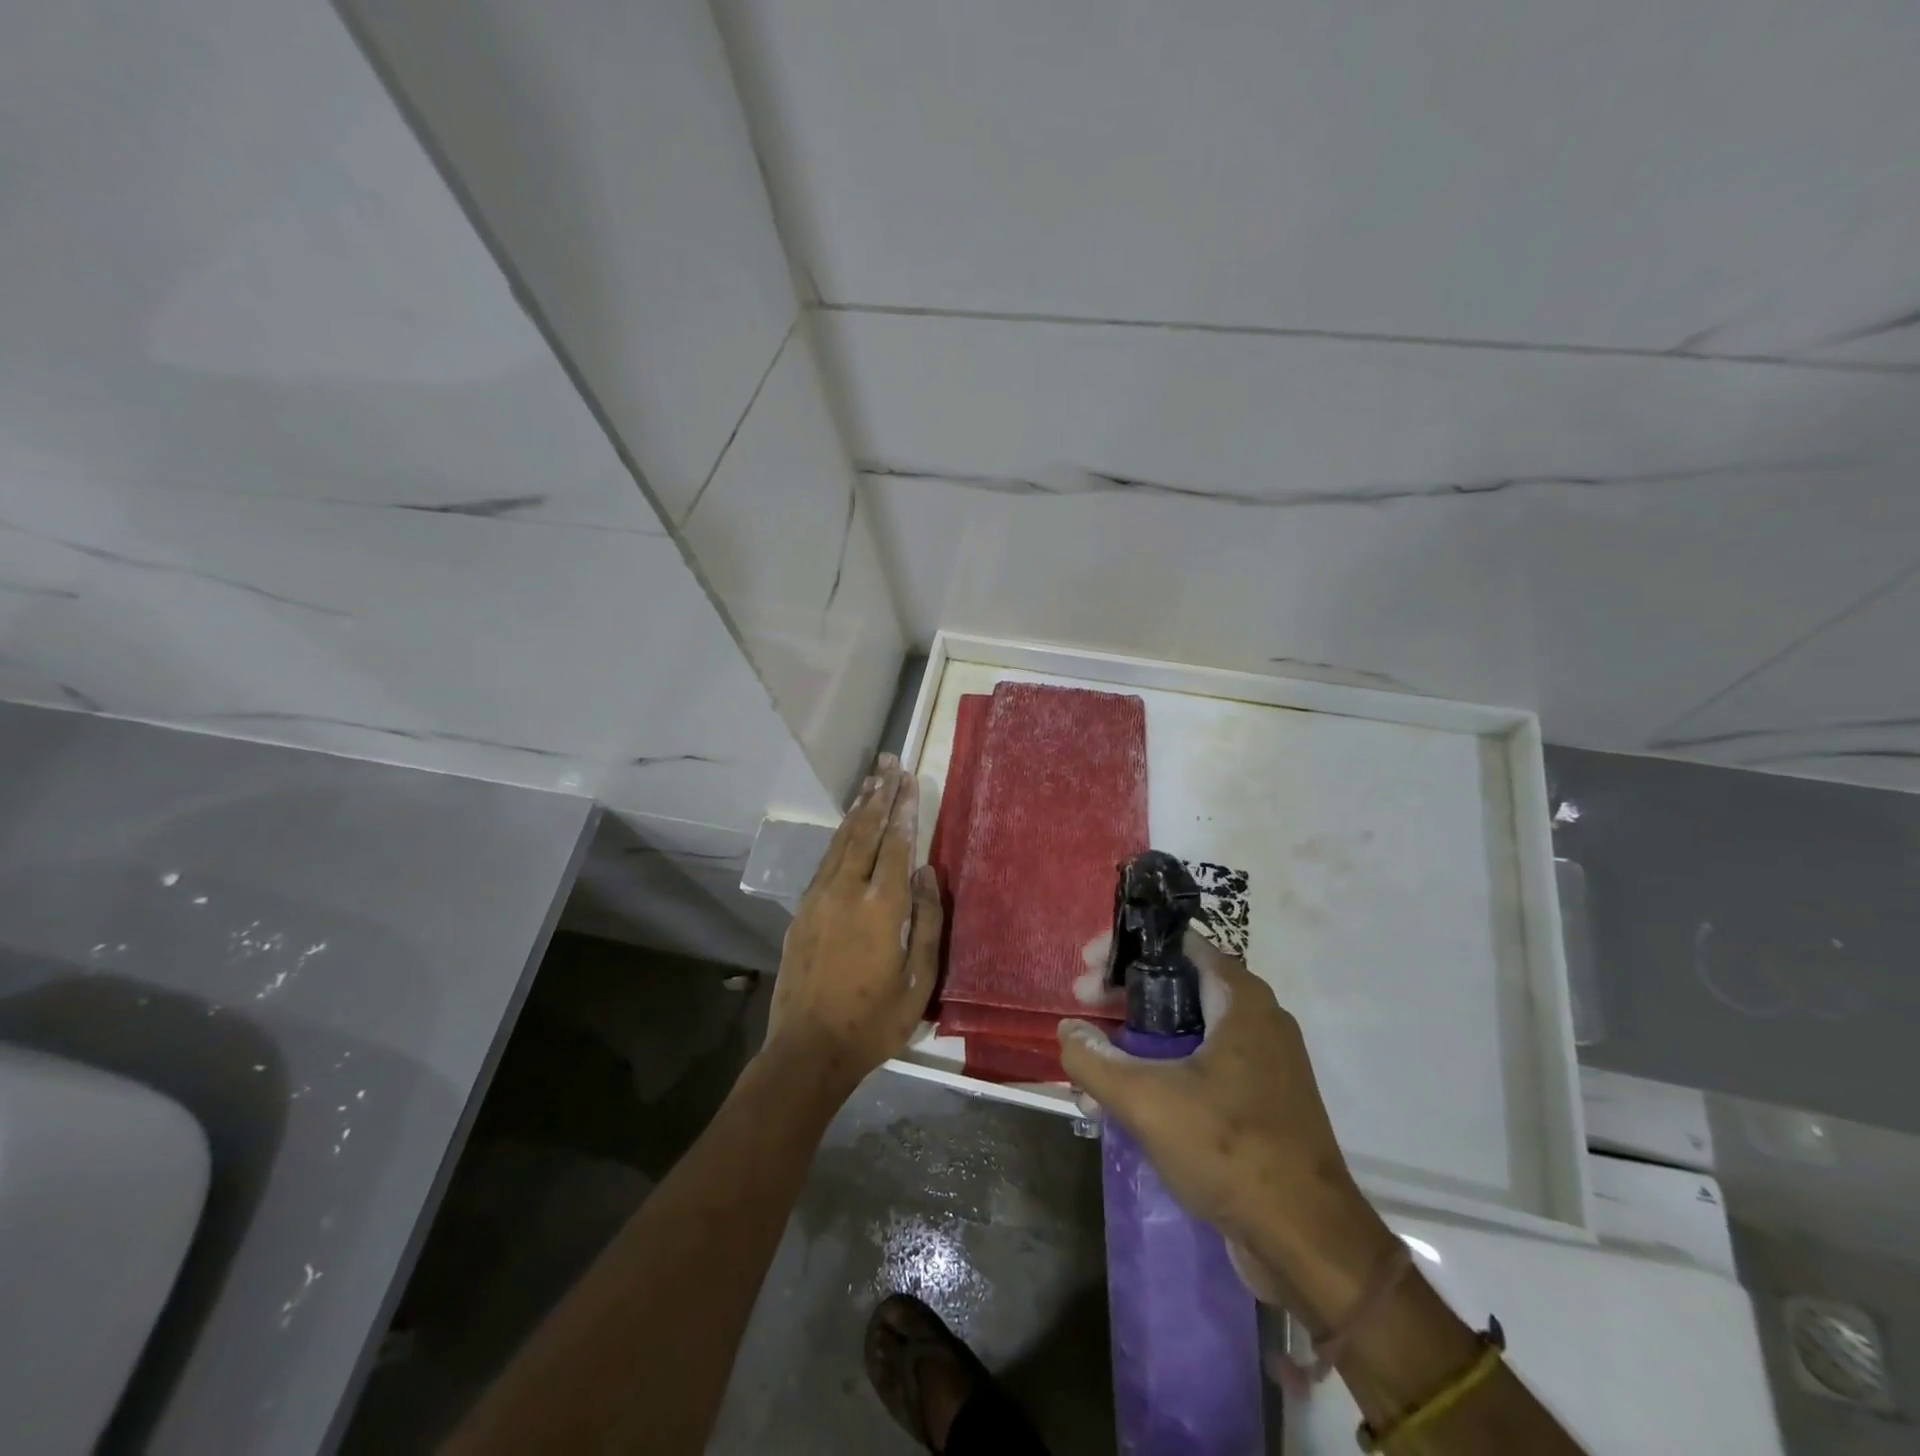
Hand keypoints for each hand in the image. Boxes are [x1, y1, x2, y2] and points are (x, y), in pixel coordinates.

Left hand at [766, 758, 940, 1089]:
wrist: (808, 1049)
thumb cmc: (874, 1021)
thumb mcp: (919, 980)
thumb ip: (927, 921)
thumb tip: (927, 873)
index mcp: (881, 908)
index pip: (896, 845)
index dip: (904, 809)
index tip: (909, 779)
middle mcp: (847, 892)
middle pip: (866, 832)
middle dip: (880, 795)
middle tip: (889, 763)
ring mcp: (819, 898)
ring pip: (841, 841)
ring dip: (858, 809)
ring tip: (871, 781)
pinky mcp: (802, 910)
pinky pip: (825, 860)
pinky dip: (840, 836)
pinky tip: (847, 826)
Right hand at [1057, 933, 1362, 1267]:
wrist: (1310, 1243)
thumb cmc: (1230, 1150)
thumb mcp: (1147, 1101)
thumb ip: (1095, 1060)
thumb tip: (1068, 1031)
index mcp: (1239, 999)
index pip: (1176, 943)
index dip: (1125, 946)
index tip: (1086, 965)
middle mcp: (1254, 1019)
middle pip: (1175, 984)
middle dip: (1121, 996)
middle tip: (1080, 1008)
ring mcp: (1259, 1062)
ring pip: (1183, 1030)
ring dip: (1133, 1041)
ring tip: (1089, 1065)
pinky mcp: (1257, 1100)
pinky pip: (1198, 1067)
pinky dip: (1158, 1072)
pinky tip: (1118, 1102)